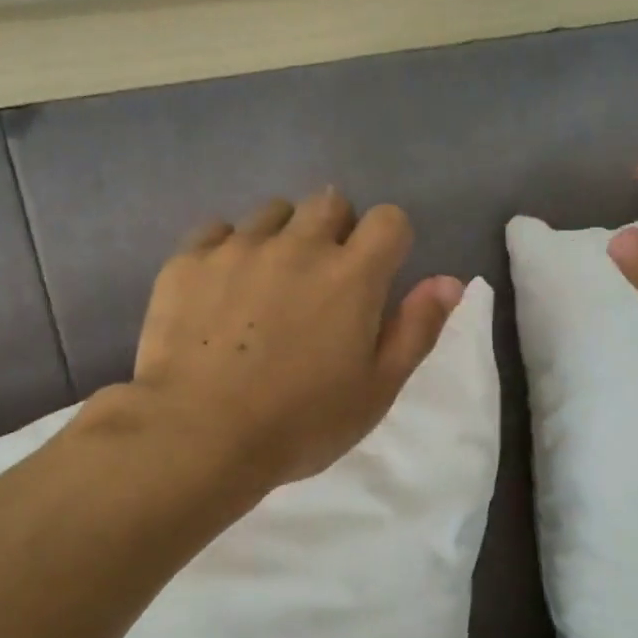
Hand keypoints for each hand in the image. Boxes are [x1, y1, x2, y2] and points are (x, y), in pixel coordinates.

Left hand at [93, 187, 462, 488]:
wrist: (199, 436)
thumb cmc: (301, 423)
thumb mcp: (377, 389)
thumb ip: (416, 329)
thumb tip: (449, 281)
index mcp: (352, 276)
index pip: (389, 220)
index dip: (389, 242)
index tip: (377, 276)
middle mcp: (298, 245)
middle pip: (330, 202)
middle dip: (336, 230)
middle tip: (323, 282)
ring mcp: (238, 248)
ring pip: (273, 212)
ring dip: (283, 237)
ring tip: (269, 285)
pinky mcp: (188, 261)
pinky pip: (218, 231)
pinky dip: (230, 249)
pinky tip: (222, 290)